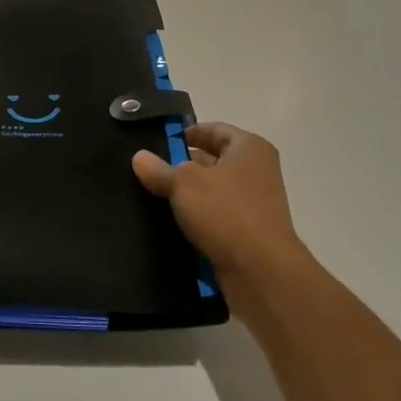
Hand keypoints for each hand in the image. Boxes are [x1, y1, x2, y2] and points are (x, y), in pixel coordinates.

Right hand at [131, 123, 312, 317]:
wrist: (261, 270)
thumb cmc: (225, 212)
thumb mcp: (183, 184)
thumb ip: (159, 169)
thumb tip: (139, 157)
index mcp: (249, 148)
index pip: (214, 129)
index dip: (187, 133)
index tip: (159, 141)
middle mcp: (257, 171)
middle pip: (214, 159)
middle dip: (183, 164)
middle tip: (150, 170)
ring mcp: (255, 203)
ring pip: (213, 190)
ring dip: (188, 194)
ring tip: (154, 195)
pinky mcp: (249, 231)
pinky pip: (217, 215)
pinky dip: (198, 217)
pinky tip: (172, 222)